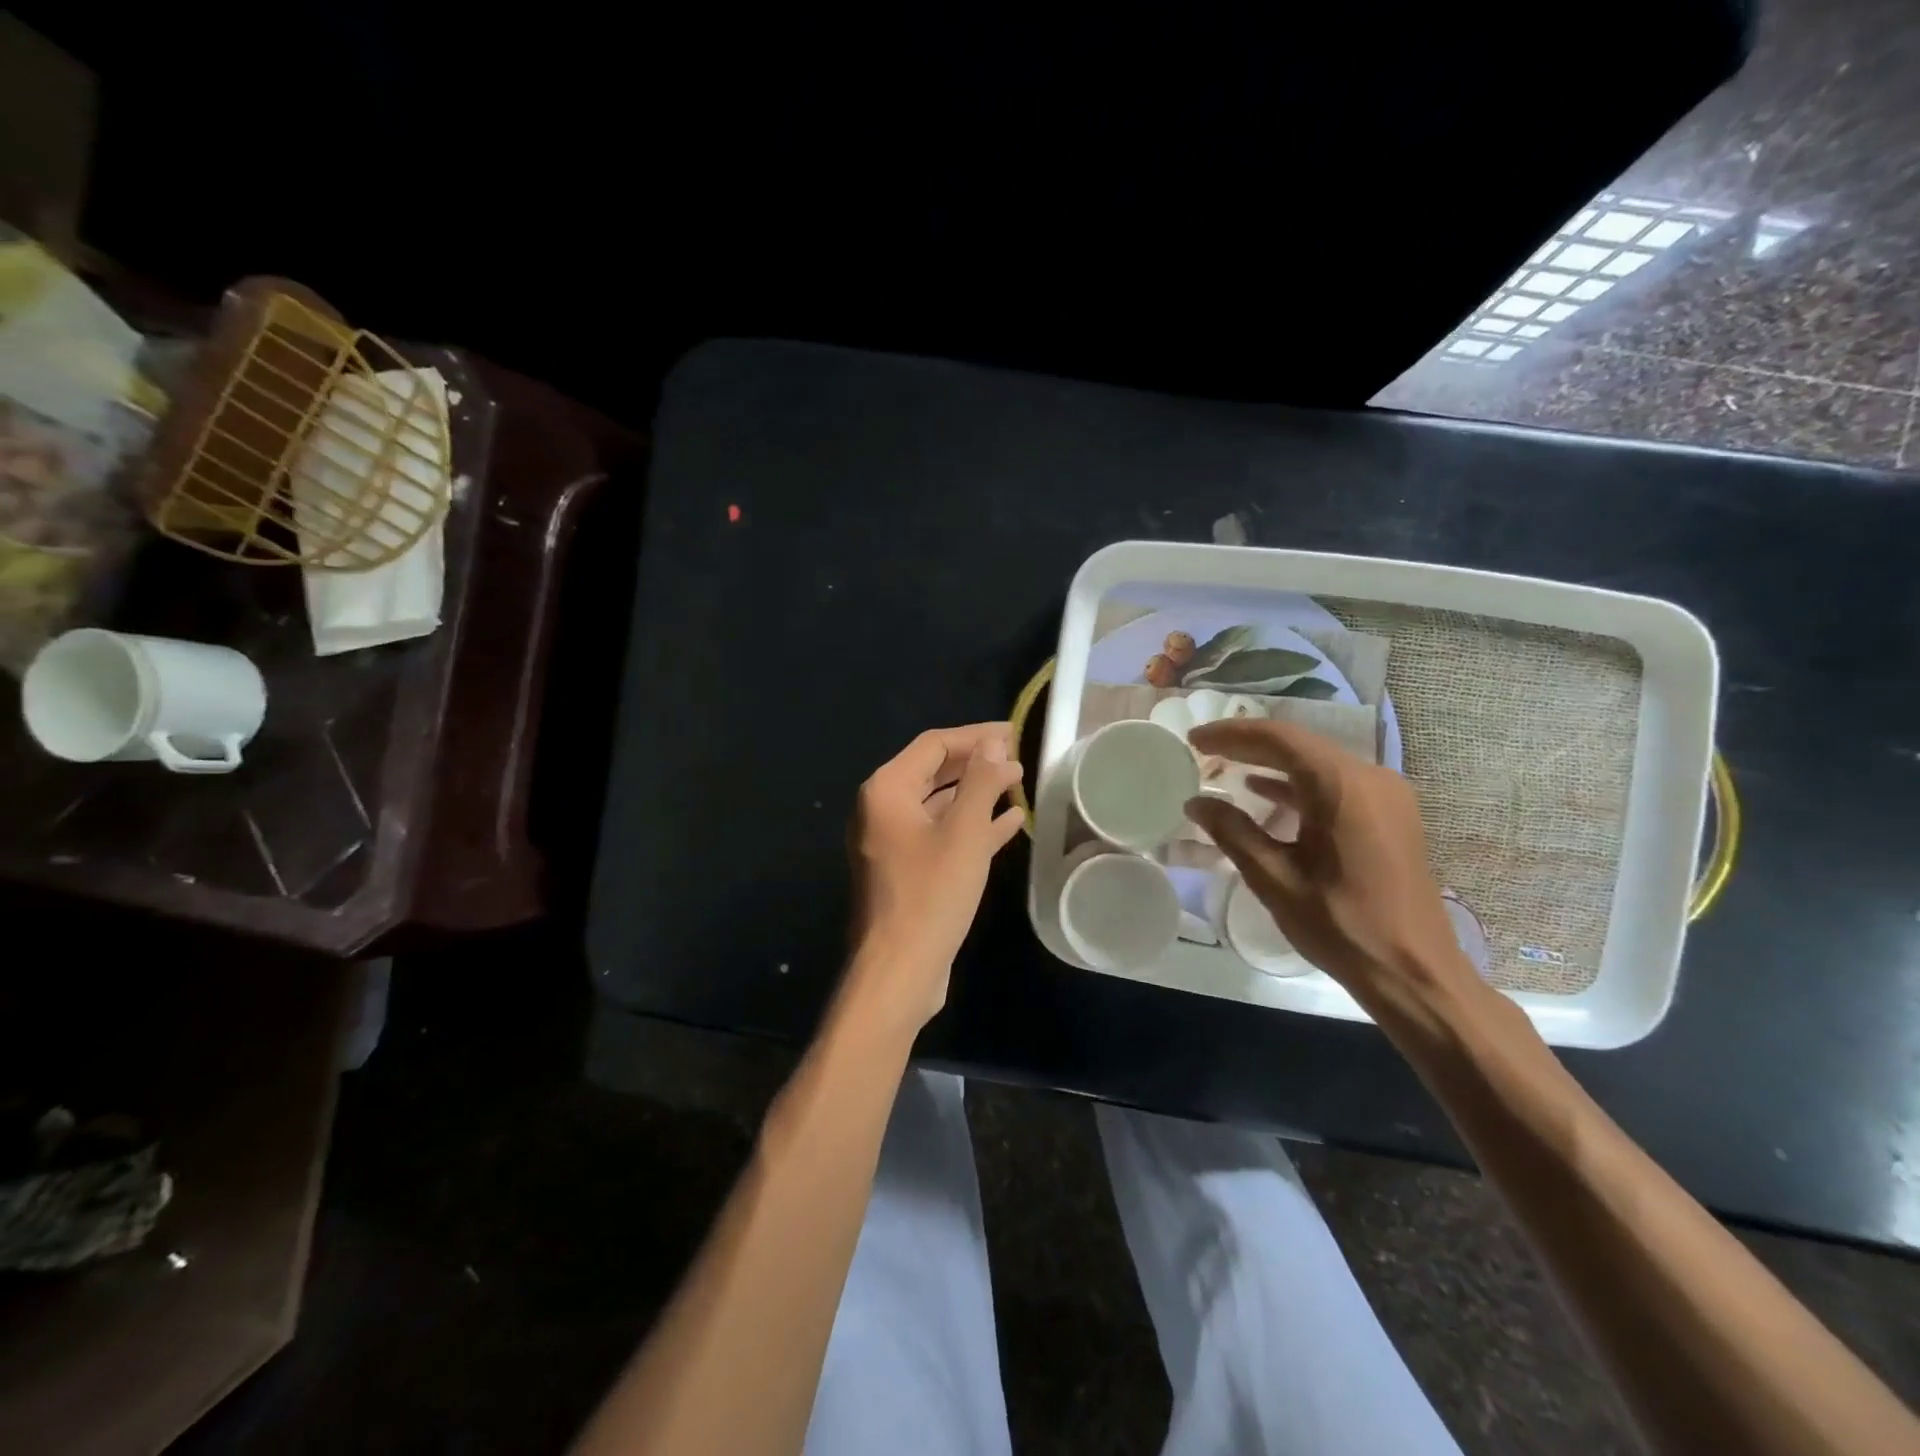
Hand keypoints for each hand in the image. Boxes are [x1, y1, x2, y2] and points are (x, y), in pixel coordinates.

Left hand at [844, 723, 1025, 1027]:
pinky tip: (1009, 821)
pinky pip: (941, 834)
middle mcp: (883, 809)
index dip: (976, 736)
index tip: (1014, 733)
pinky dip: (971, 825)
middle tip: (1018, 757)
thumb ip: (980, 782)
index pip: (934, 745)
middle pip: (934, 771)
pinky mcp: (906, 869)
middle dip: (977, 764)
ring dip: (977, 793)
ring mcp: (892, 841)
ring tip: (1018, 783)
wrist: (899, 970)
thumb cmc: (931, 895)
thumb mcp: (964, 833)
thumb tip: (995, 744)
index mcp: (886, 790)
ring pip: (940, 804)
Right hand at [1183, 719, 1482, 1017]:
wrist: (1414, 972)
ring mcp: (1386, 795)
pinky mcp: (1391, 815)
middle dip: (1249, 745)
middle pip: (1300, 745)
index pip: (1278, 739)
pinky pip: (1336, 784)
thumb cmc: (1341, 924)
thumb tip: (1196, 802)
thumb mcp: (1274, 878)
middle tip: (1203, 750)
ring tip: (1226, 766)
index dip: (1231, 734)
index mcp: (1342, 786)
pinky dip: (1298, 784)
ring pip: (1318, 763)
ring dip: (1272, 764)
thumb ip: (1232, 832)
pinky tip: (1265, 793)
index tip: (1194, 739)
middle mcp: (1370, 778)